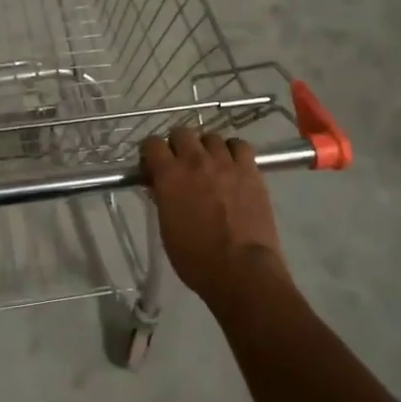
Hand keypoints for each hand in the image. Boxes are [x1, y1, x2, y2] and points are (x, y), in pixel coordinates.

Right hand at [140, 126, 287, 306]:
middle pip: (182, 132)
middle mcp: (195, 161)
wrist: (241, 269)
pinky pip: (239, 145)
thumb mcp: (166, 228)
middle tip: (180, 164)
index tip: (153, 165)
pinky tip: (232, 164)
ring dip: (206, 148)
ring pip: (211, 137)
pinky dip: (232, 150)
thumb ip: (163, 199)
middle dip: (177, 145)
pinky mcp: (250, 170)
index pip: (152, 144)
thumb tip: (160, 185)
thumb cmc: (195, 258)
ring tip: (209, 165)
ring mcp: (225, 163)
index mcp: (169, 176)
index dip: (150, 153)